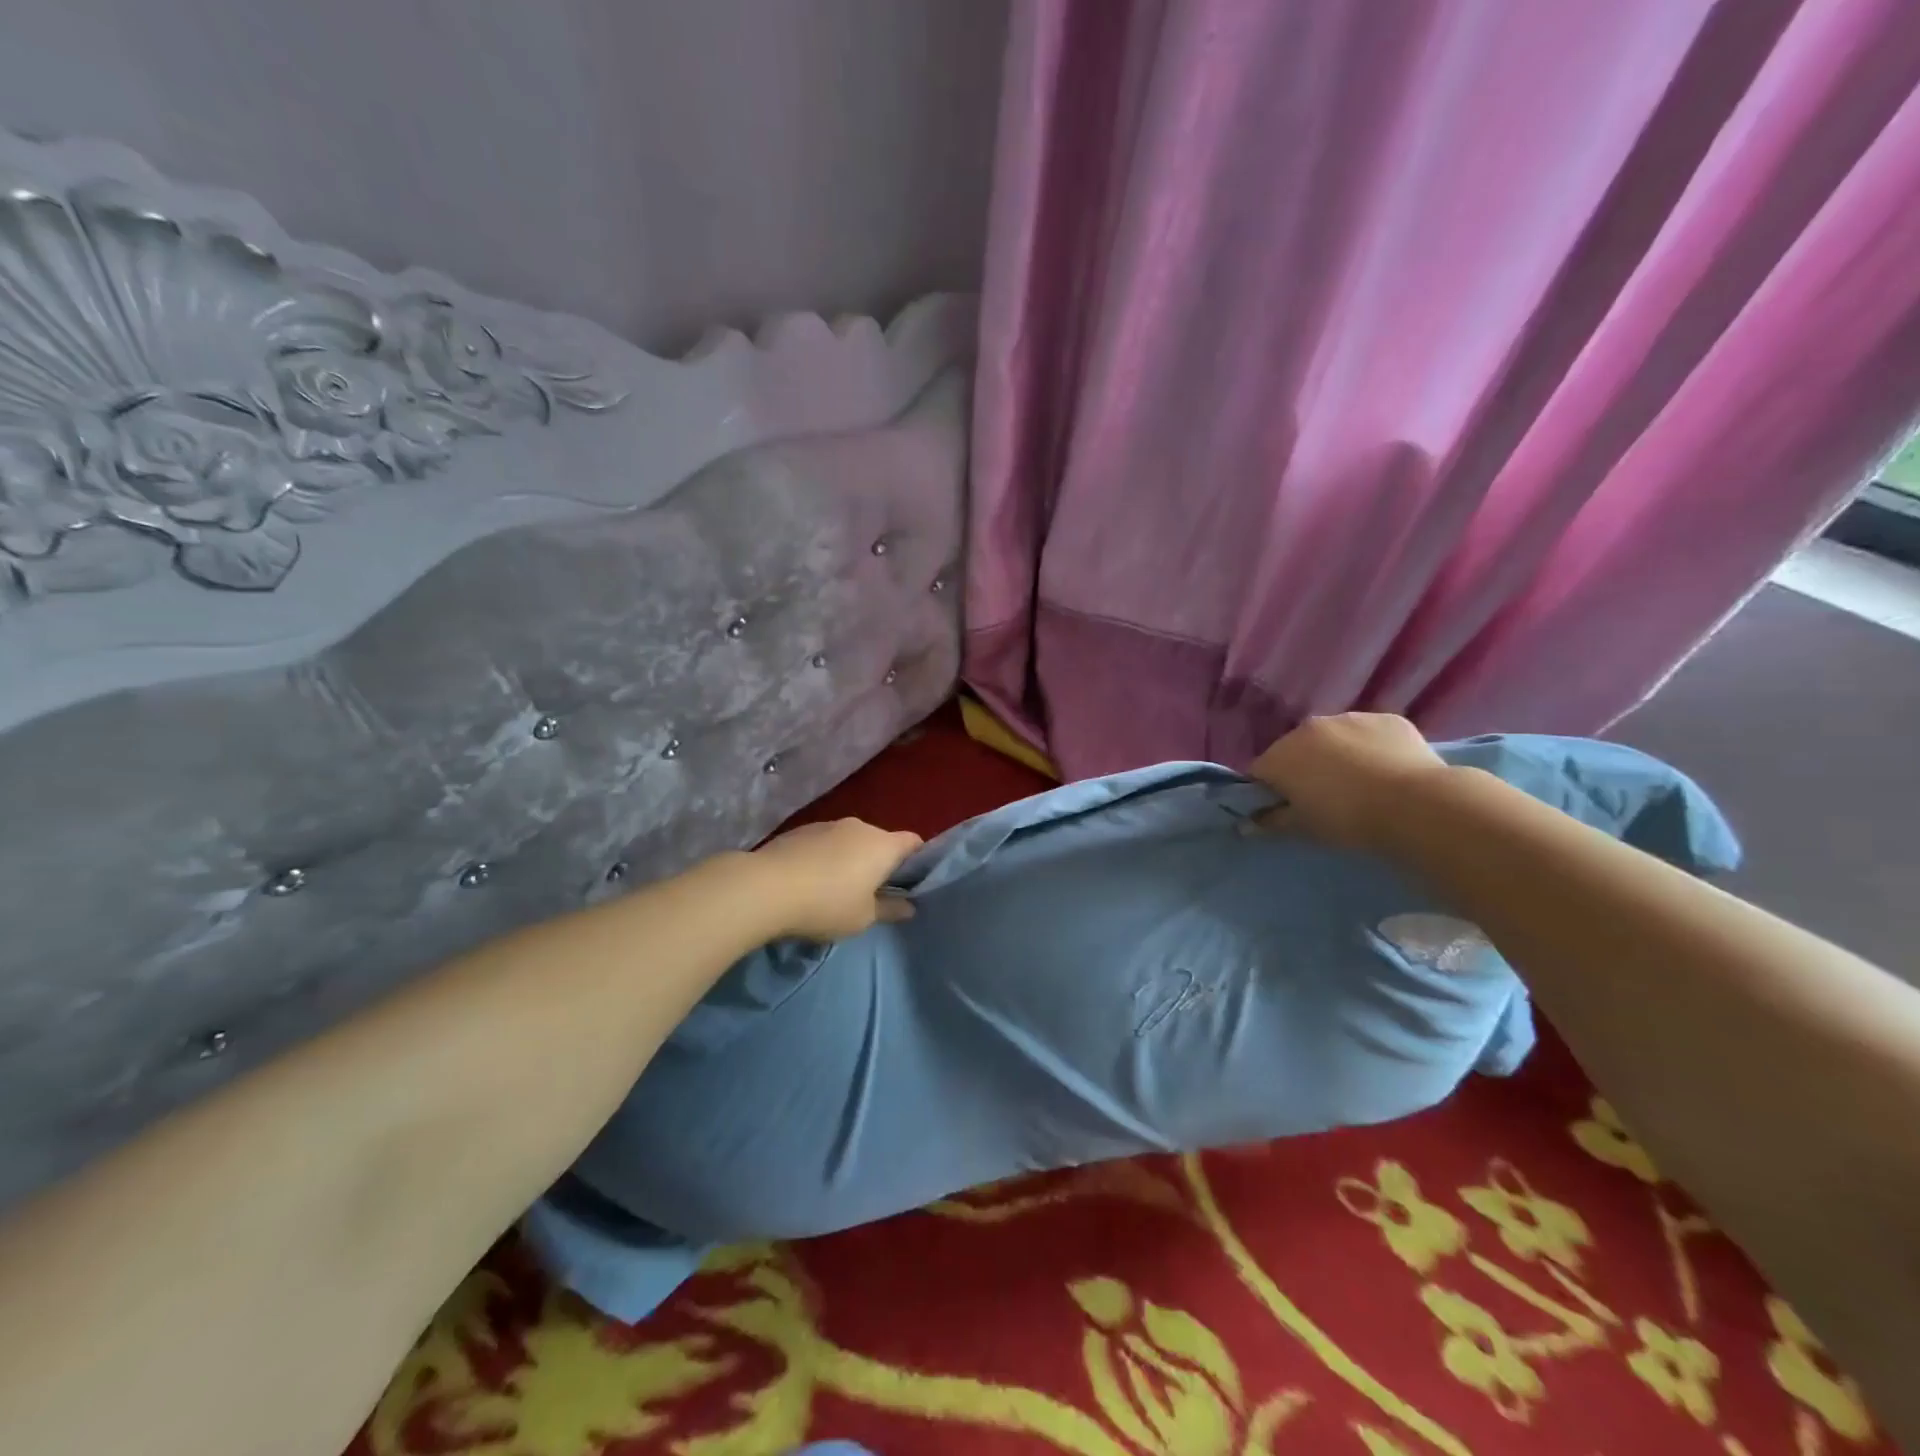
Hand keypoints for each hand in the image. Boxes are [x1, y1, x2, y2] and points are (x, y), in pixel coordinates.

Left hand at [750, 818, 924, 940]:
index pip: (913, 842)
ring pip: (850, 840)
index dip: (918, 859)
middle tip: (873, 892)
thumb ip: (889, 909)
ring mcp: (828, 825)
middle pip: (880, 841)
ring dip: (850, 859)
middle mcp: (860, 827)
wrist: (765, 887)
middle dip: (880, 862)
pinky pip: (824, 843)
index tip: (911, 882)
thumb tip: (909, 906)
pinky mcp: (800, 830)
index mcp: (883, 845)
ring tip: (837, 888)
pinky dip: (825, 857)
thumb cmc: (827, 904)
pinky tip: (810, 880)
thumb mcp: (863, 918)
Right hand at [1248, 713, 1449, 851]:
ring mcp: (1349, 718)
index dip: (1269, 792)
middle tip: (1324, 798)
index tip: (1286, 810)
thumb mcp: (1304, 827)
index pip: (1261, 772)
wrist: (1417, 805)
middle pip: (1295, 750)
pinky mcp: (1387, 718)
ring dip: (1337, 756)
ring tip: (1361, 784)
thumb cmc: (1348, 819)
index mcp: (1281, 755)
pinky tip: (1387, 771)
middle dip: (1303, 769)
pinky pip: (1368, 734)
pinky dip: (1371, 749)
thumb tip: (1248, 822)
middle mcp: (1309, 728)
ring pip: (1333, 738)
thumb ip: (1271, 821)